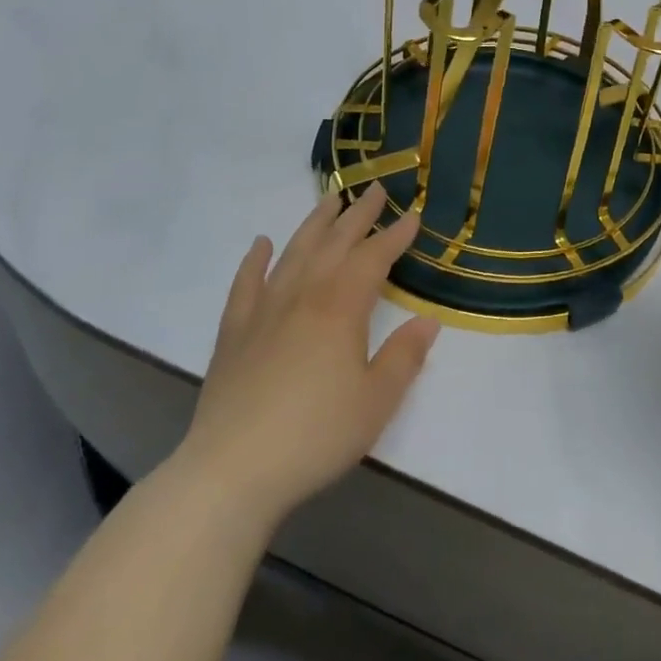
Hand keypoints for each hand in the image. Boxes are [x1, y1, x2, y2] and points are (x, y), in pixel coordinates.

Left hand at [176, 184, 439, 523]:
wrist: (232, 471)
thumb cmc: (315, 436)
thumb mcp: (376, 402)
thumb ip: (404, 358)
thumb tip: (428, 321)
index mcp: (341, 308)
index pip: (374, 259)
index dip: (395, 236)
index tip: (413, 215)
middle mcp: (303, 296)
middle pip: (335, 244)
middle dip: (359, 215)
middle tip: (377, 189)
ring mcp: (264, 311)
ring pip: (294, 253)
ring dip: (315, 224)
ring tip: (330, 200)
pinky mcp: (234, 332)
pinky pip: (245, 284)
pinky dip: (255, 260)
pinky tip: (261, 244)